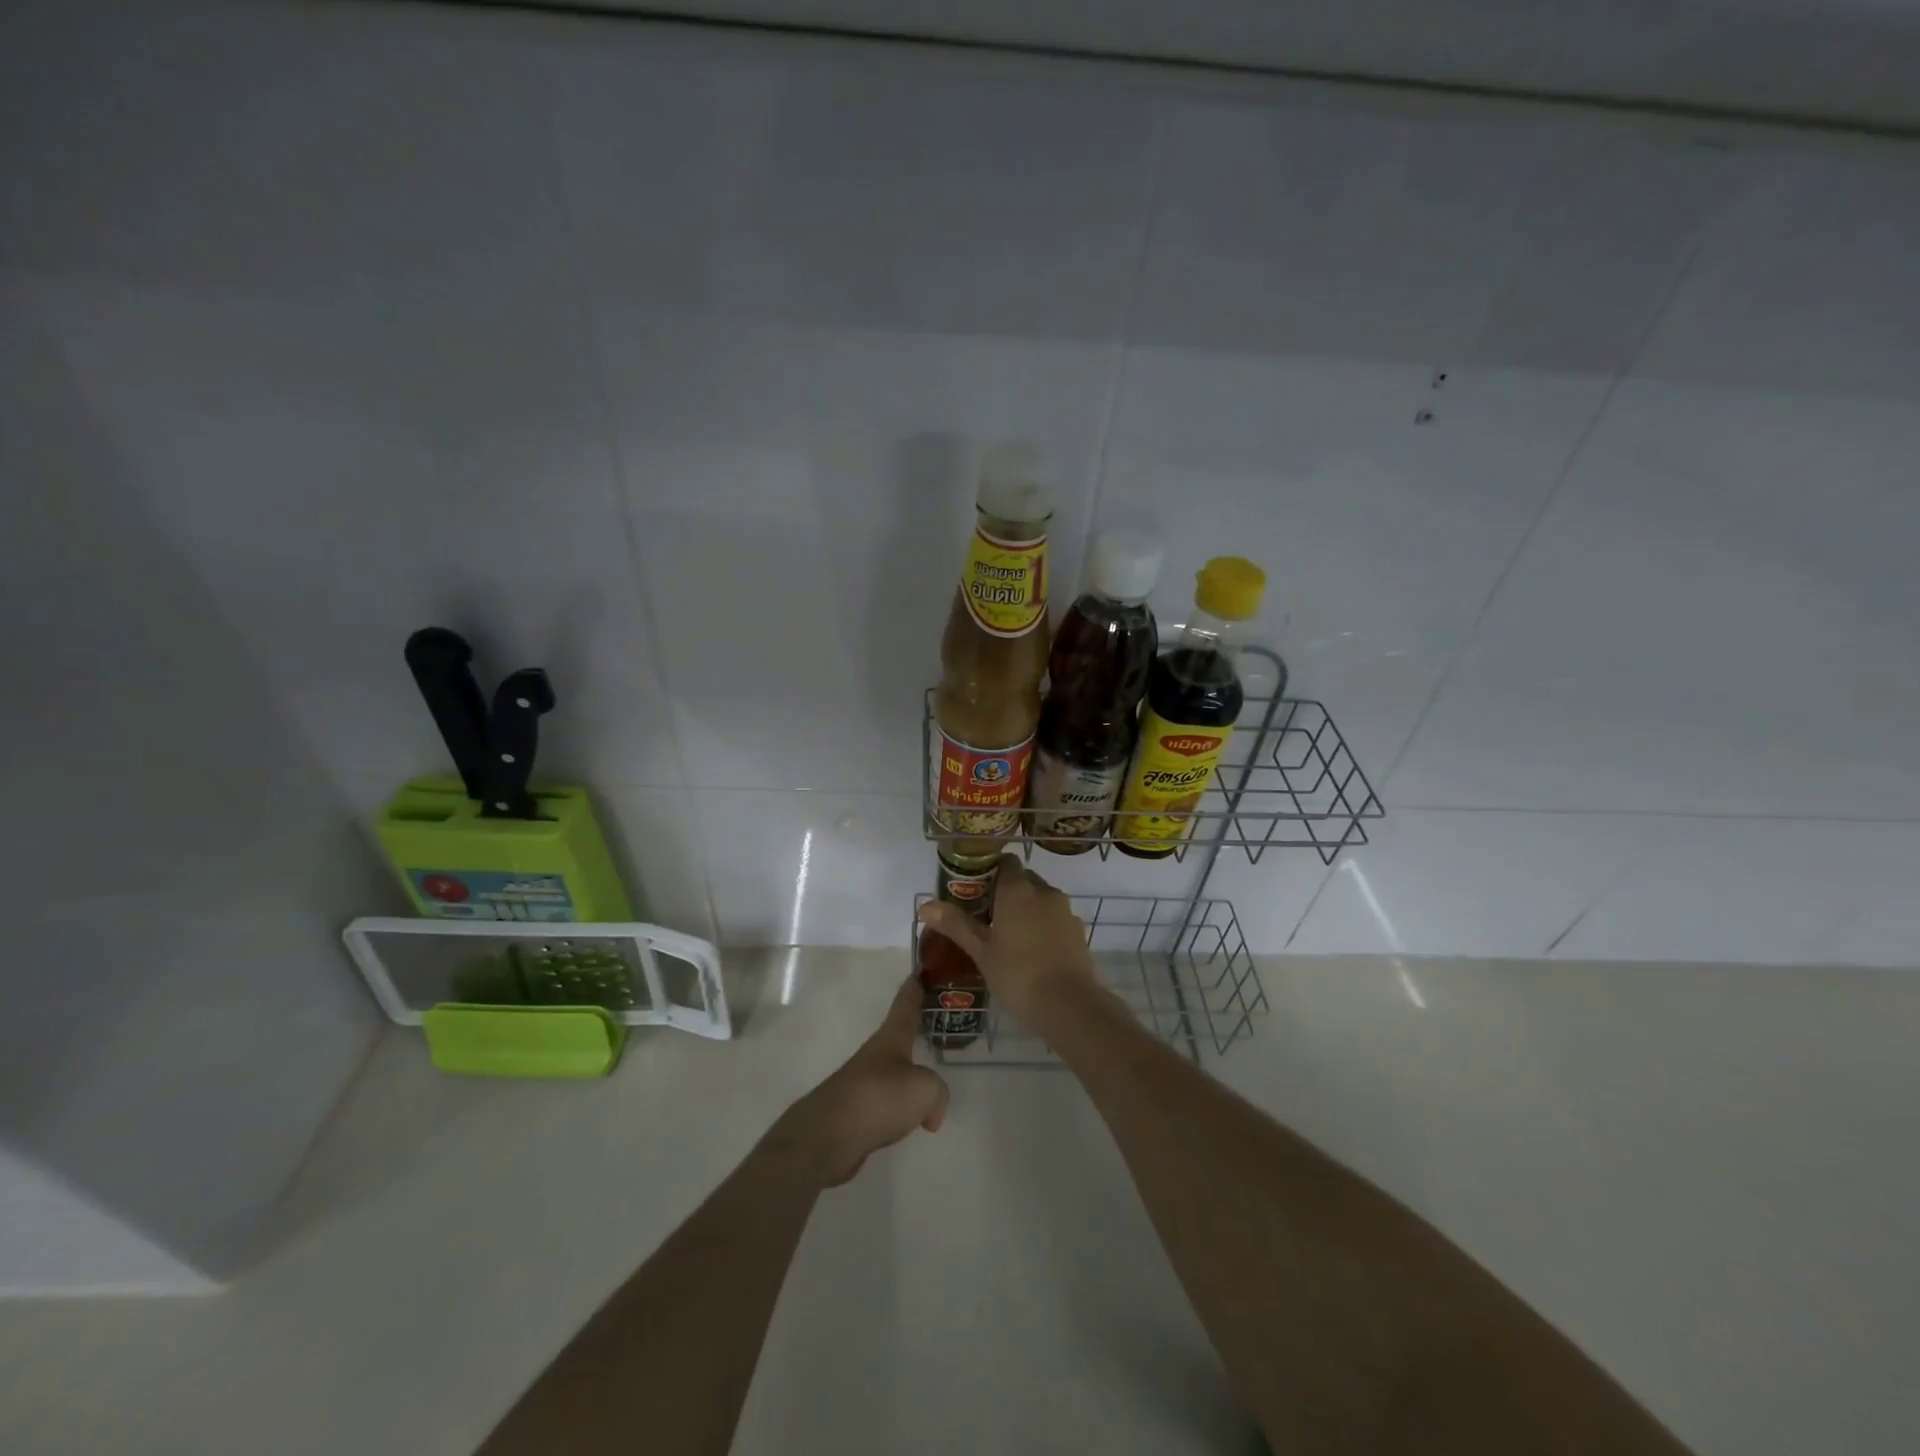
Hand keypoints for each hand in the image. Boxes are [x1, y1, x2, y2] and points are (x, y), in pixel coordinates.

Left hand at [773, 975, 949, 1187]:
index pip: (906, 1004)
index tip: (920, 969)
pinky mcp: (856, 1113)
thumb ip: (938, 1092)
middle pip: (899, 1036)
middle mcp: (876, 1055)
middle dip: (915, 1029)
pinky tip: (911, 1124)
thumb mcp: (924, 1088)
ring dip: (909, 1073)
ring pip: (893, 1072)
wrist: (828, 1137)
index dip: (915, 987)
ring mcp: (863, 1083)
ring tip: (929, 1082)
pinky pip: (887, 1104)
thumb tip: (931, 1113)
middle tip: (937, 1024)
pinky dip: (900, 1109)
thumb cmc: (879, 1097)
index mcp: (891, 1038)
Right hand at [915, 855, 1099, 1028]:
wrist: (1069, 1004)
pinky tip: (1033, 952)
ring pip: (1042, 900)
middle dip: (1007, 892)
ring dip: (1027, 909)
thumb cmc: (1018, 974)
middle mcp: (1044, 892)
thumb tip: (924, 906)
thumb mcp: (981, 951)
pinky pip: (1055, 919)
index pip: (1006, 862)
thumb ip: (955, 925)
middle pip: (1024, 880)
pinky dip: (1044, 926)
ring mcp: (1065, 911)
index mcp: (1018, 890)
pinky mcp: (1078, 931)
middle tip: (987, 916)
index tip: (976, 889)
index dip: (991, 870)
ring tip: (1009, 936)